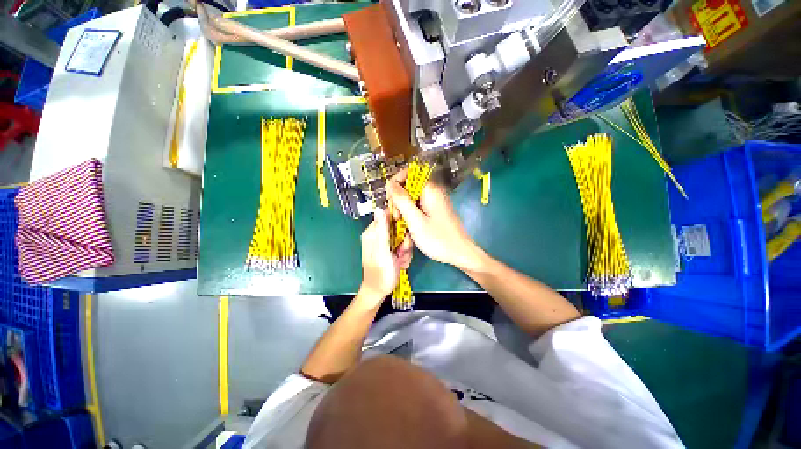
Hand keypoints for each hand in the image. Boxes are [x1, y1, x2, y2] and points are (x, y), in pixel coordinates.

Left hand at [359, 208, 412, 303]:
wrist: (379, 292)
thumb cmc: (380, 273)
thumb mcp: (382, 251)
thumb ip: (382, 230)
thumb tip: (379, 208)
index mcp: (372, 233)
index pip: (387, 216)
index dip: (398, 221)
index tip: (403, 231)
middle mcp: (378, 236)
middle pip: (398, 228)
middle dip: (403, 241)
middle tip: (401, 251)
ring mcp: (386, 244)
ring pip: (403, 238)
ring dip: (405, 250)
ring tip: (399, 259)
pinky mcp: (392, 251)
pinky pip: (403, 247)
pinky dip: (404, 255)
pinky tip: (400, 263)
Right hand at [387, 171, 485, 272]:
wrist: (460, 253)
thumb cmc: (438, 239)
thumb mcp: (415, 220)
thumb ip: (402, 200)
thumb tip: (390, 183)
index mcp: (429, 189)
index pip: (407, 174)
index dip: (395, 184)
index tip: (391, 201)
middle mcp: (432, 191)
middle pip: (408, 186)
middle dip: (399, 200)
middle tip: (397, 217)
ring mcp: (434, 201)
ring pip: (411, 198)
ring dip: (403, 209)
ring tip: (403, 224)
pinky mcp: (434, 210)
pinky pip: (417, 206)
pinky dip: (411, 214)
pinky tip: (409, 226)